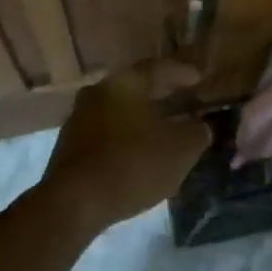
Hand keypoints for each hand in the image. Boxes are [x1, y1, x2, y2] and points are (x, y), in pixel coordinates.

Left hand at [38, 59, 210, 234]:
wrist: (75, 202)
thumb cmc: (133, 164)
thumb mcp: (181, 149)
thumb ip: (197, 132)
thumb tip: (201, 126)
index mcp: (125, 83)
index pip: (159, 68)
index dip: (183, 73)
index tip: (199, 78)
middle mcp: (98, 92)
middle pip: (137, 88)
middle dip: (162, 94)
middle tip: (185, 99)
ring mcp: (79, 118)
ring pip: (120, 110)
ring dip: (143, 117)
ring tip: (164, 127)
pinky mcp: (70, 145)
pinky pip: (107, 132)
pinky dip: (126, 136)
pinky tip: (139, 150)